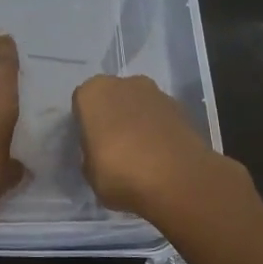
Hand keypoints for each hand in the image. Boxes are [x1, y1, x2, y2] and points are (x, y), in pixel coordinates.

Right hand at [72, 74, 227, 221]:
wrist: (179, 180)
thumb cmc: (121, 174)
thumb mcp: (90, 173)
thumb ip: (90, 155)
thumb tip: (97, 154)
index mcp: (93, 93)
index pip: (81, 103)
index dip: (85, 124)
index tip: (90, 144)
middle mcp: (123, 83)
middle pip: (112, 98)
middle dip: (112, 117)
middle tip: (112, 146)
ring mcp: (156, 92)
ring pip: (138, 105)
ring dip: (136, 121)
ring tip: (140, 154)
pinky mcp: (181, 107)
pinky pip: (160, 116)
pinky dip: (158, 129)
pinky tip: (160, 155)